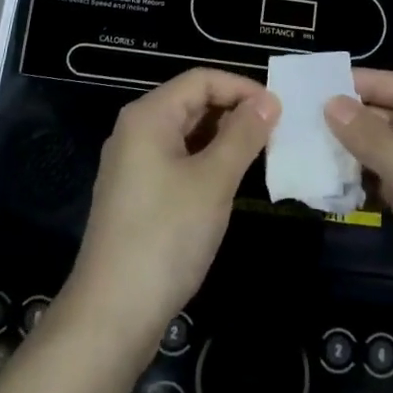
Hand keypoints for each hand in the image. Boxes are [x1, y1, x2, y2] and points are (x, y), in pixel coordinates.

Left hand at [61, 68, 277, 356]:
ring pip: (186, 134)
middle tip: (277, 133)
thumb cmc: (166, 236)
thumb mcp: (213, 181)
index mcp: (148, 116)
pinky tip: (230, 182)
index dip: (241, 87)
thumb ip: (243, 136)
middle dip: (234, 112)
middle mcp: (135, 131)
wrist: (112, 313)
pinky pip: (177, 160)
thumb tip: (268, 101)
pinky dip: (206, 162)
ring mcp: (133, 164)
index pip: (201, 79)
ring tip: (262, 156)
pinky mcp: (136, 194)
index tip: (279, 110)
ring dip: (223, 138)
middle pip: (191, 103)